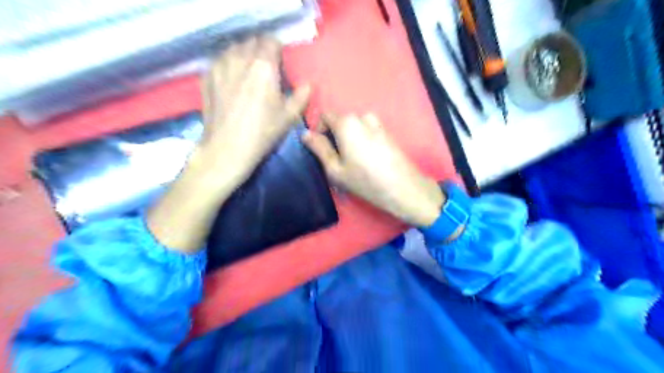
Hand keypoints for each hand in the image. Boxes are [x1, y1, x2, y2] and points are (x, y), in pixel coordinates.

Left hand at [194, 35, 312, 188]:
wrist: (227, 148)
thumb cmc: (262, 132)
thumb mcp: (289, 117)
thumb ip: (301, 96)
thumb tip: (308, 84)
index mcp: (263, 66)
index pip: (271, 41)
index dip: (277, 49)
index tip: (280, 61)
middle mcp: (240, 58)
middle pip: (251, 41)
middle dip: (260, 49)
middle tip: (265, 67)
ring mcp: (220, 65)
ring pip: (234, 47)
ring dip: (243, 54)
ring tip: (248, 70)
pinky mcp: (207, 76)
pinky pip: (220, 59)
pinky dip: (228, 63)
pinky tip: (231, 79)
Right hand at [303, 113, 445, 225]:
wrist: (403, 188)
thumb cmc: (365, 180)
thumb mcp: (335, 169)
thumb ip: (319, 148)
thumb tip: (305, 134)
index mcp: (347, 123)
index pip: (325, 116)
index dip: (319, 131)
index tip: (322, 150)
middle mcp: (362, 117)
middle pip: (341, 121)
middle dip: (335, 137)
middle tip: (337, 160)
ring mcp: (378, 124)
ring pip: (355, 128)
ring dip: (349, 139)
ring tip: (353, 162)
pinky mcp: (388, 133)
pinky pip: (367, 132)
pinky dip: (362, 142)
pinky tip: (368, 161)